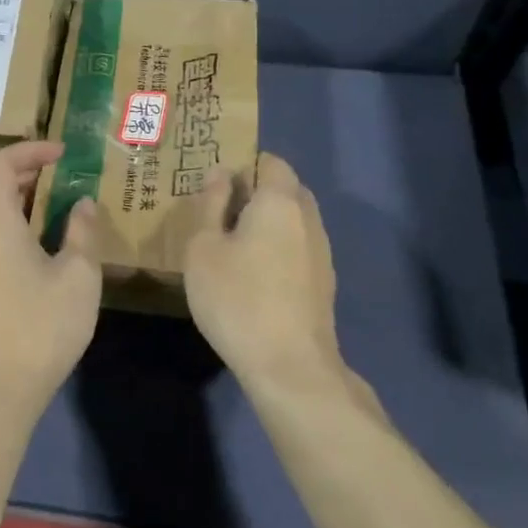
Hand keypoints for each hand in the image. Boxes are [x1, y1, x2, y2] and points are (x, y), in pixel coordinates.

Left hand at [0, 140, 102, 421]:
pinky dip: (6, 224)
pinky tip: (41, 245)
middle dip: (6, 171)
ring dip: (5, 199)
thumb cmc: (41, 326)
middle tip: (42, 178)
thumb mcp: (79, 276)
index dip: (28, 150)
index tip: (61, 155)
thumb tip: (83, 204)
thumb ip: (82, 233)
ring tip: (47, 208)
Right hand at [184, 152, 376, 411]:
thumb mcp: (204, 248)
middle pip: (286, 189)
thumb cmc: (237, 298)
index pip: (271, 162)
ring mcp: (321, 252)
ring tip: (233, 244)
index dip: (244, 164)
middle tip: (219, 212)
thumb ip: (210, 205)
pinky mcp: (323, 283)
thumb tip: (220, 173)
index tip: (216, 183)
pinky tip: (254, 274)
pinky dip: (278, 247)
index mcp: (280, 201)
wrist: (290, 366)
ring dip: (268, 222)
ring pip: (294, 220)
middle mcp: (308, 218)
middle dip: (256, 192)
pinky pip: (298, 247)